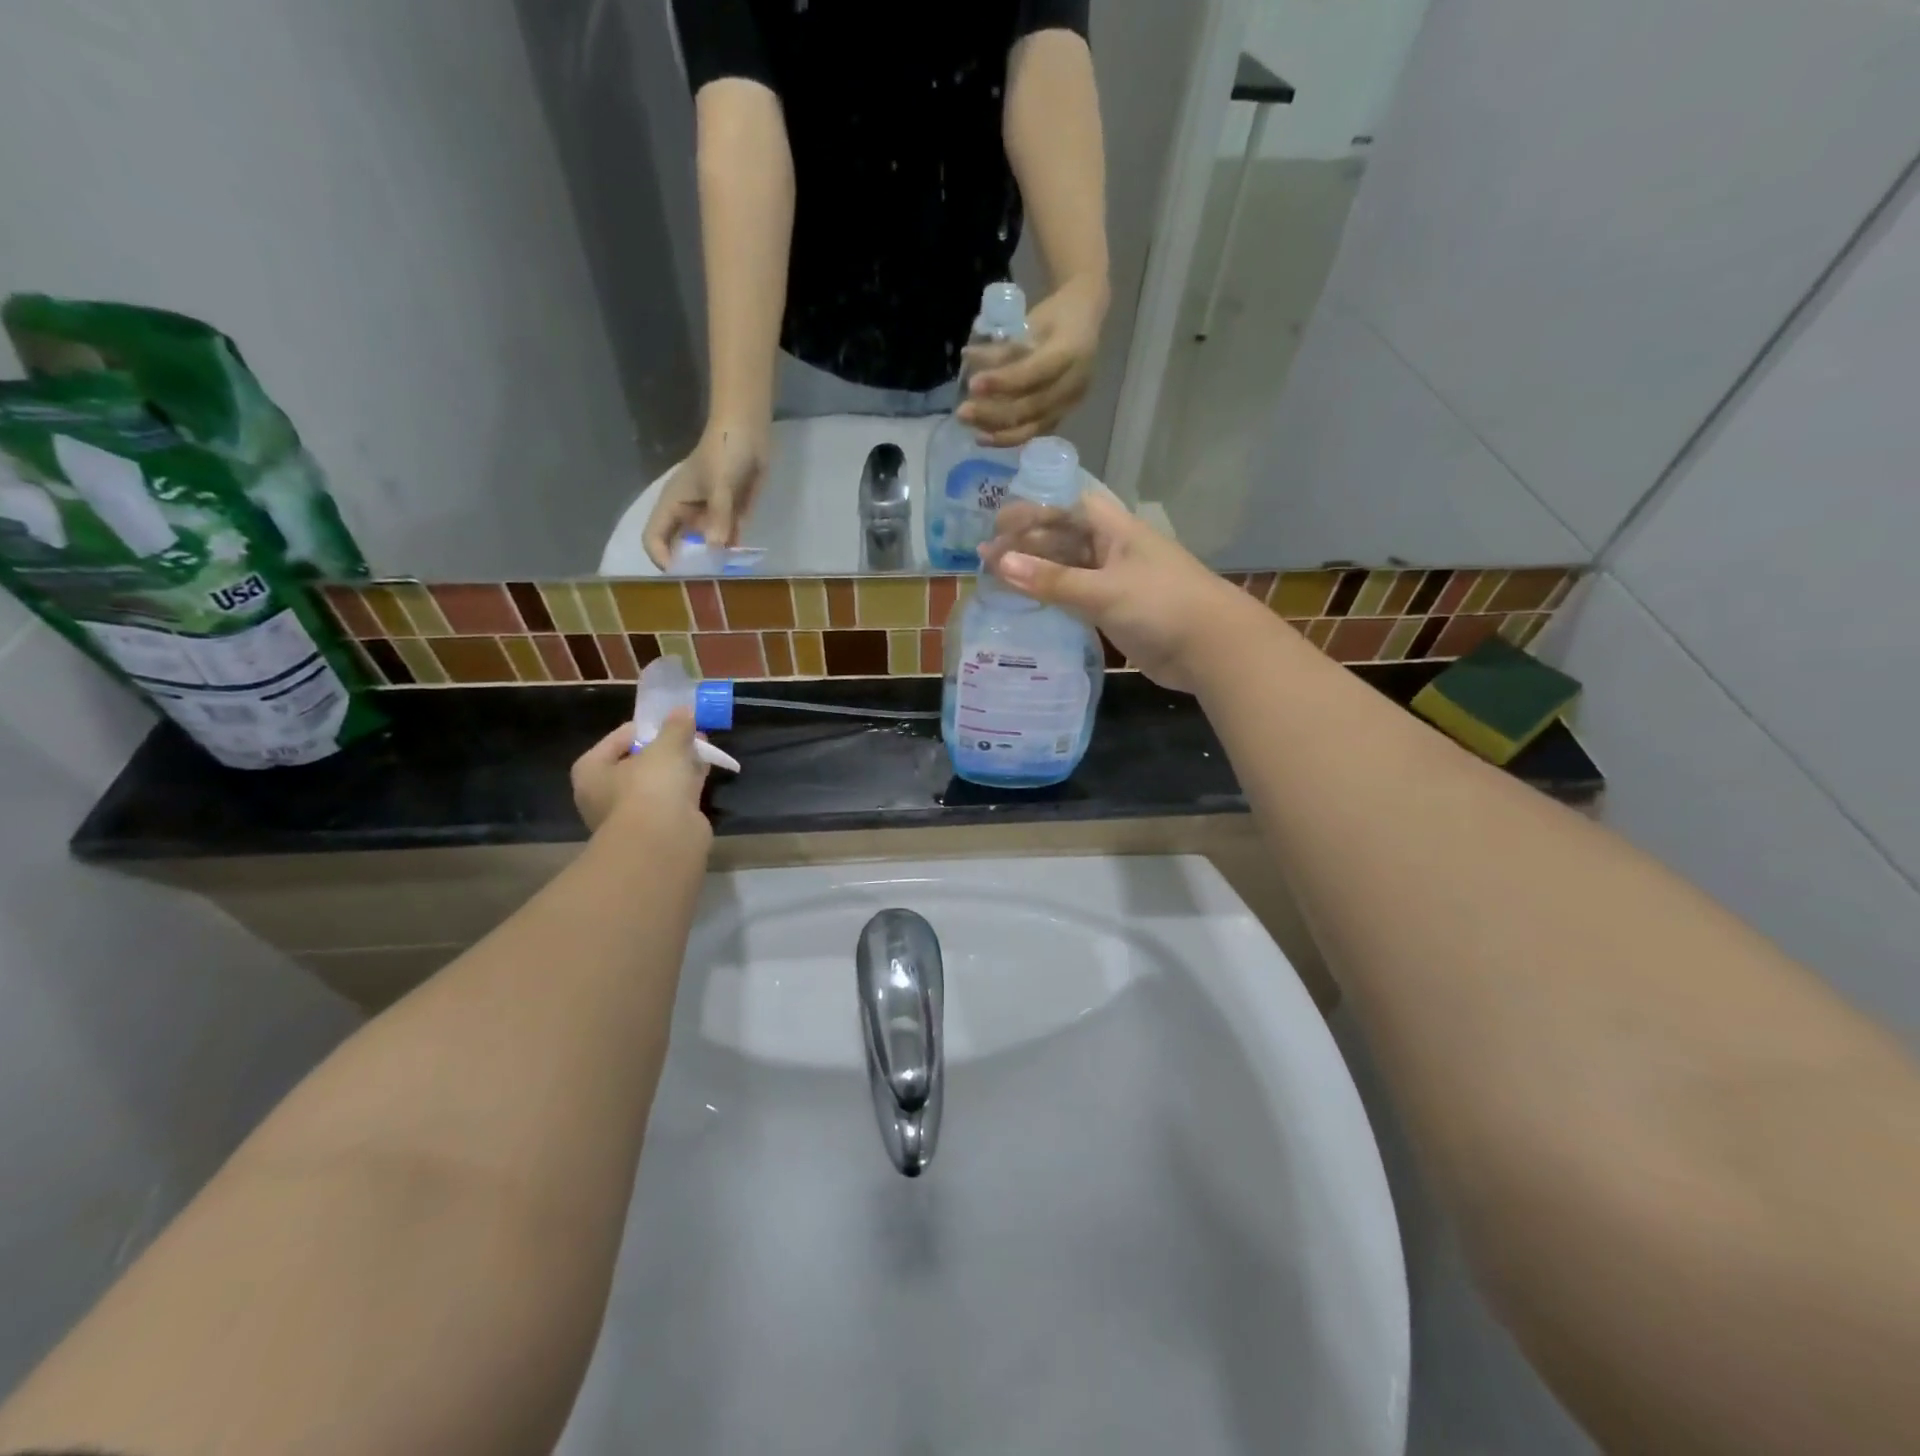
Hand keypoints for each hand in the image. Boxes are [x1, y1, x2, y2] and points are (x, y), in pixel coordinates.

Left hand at [571, 710, 711, 841]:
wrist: (663, 841)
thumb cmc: (650, 786)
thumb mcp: (666, 746)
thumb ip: (675, 727)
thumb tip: (684, 711)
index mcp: (591, 771)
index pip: (618, 739)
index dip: (647, 727)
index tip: (672, 721)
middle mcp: (604, 794)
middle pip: (638, 762)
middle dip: (665, 747)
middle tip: (689, 733)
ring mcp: (630, 814)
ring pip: (657, 781)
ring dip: (678, 766)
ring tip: (702, 748)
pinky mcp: (655, 828)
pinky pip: (672, 798)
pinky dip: (686, 785)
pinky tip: (705, 772)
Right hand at [643, 423, 768, 567]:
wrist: (749, 431)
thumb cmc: (725, 451)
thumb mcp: (721, 483)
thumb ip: (719, 515)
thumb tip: (715, 548)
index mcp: (673, 504)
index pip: (653, 538)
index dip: (661, 557)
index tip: (680, 574)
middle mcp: (688, 514)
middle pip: (679, 548)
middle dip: (689, 566)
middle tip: (705, 585)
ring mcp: (710, 517)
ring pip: (705, 548)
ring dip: (712, 563)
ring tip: (723, 581)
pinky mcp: (730, 516)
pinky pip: (727, 541)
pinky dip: (730, 553)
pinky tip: (739, 567)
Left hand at [958, 276, 1106, 446]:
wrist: (1085, 321)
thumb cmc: (1054, 316)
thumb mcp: (1030, 321)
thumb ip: (1003, 345)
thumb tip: (968, 359)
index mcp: (1070, 352)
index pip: (1034, 373)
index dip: (1003, 381)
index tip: (972, 385)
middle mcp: (1074, 383)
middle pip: (1032, 406)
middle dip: (994, 413)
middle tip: (962, 413)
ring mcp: (1071, 403)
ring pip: (1033, 426)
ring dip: (999, 432)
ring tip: (972, 432)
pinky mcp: (1064, 415)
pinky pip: (1035, 431)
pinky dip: (1010, 437)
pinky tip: (987, 436)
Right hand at [979, 490, 1251, 691]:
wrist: (1211, 649)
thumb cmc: (1161, 605)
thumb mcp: (1103, 590)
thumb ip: (1051, 580)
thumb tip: (998, 563)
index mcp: (1116, 531)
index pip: (1070, 507)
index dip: (1036, 509)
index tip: (999, 523)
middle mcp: (1114, 552)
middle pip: (1065, 539)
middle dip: (1028, 544)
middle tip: (987, 557)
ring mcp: (1116, 584)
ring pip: (1068, 571)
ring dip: (1037, 574)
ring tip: (996, 580)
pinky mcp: (1116, 613)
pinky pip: (1076, 600)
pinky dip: (1052, 600)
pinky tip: (1027, 606)